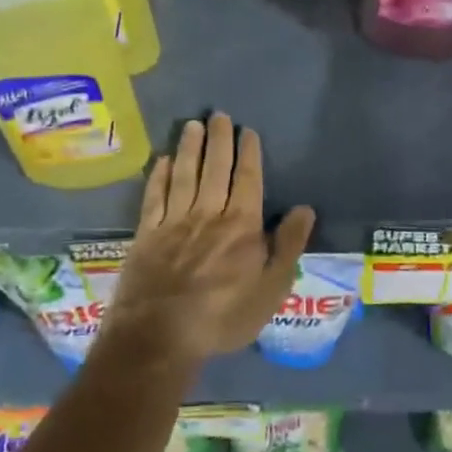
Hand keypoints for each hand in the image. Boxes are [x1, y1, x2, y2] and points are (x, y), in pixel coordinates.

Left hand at [100, 112, 315, 368]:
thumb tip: (304, 209)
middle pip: (215, 168)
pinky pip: (154, 196)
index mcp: (242, 225)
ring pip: (184, 175)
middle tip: (219, 115)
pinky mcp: (147, 233)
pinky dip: (159, 176)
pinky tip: (162, 161)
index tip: (248, 131)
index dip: (248, 153)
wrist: (160, 335)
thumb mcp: (270, 290)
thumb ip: (288, 246)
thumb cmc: (223, 317)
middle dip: (219, 140)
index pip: (248, 179)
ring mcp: (174, 221)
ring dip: (189, 148)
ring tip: (193, 125)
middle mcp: (208, 213)